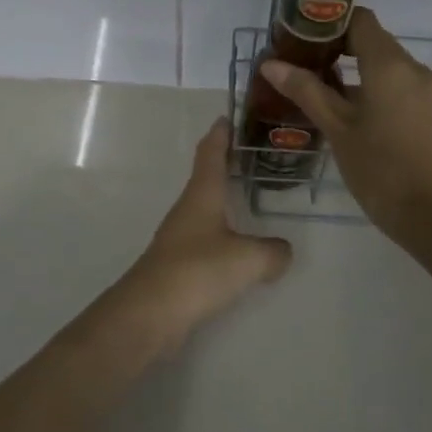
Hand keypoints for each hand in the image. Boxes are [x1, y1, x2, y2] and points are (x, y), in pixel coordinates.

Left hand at [120, 118, 292, 349]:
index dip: (220, 134)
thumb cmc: (198, 271)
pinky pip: (207, 241)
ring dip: (224, 201)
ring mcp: (179, 238)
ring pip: (206, 211)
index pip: (211, 154)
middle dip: (226, 165)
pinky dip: (224, 237)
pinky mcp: (178, 265)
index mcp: (202, 195)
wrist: (150, 314)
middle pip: (206, 178)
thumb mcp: (248, 259)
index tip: (227, 117)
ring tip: (250, 200)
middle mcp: (188, 210)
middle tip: (251, 156)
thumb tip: (282, 252)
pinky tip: (239, 250)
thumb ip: (272, 252)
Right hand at [258, 8, 431, 245]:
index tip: (302, 40)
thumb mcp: (337, 129)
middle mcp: (415, 69)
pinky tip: (355, 118)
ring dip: (357, 74)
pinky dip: (377, 91)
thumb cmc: (380, 170)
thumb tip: (270, 64)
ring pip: (388, 68)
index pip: (360, 20)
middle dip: (339, 50)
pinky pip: (401, 88)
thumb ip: (306, 91)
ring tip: (323, 95)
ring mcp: (429, 92)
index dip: (330, 24)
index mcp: (390, 64)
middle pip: (374, 42)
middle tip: (305, 69)